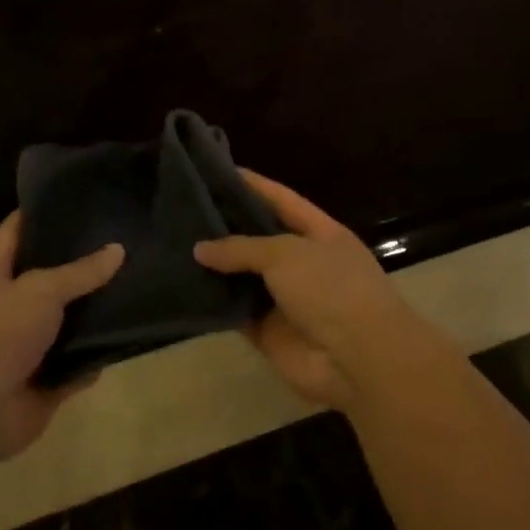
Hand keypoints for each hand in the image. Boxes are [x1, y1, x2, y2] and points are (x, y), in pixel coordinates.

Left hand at [0, 213, 123, 467]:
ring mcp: (29, 347)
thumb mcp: (40, 290)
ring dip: (96, 314)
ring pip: (69, 324)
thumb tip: (118, 250)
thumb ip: (80, 272)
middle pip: (49, 280)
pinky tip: (129, 339)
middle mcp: (11, 308)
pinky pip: (80, 366)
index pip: (13, 234)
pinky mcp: (47, 382)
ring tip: (137, 285)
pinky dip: (98, 358)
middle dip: (81, 265)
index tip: (71, 197)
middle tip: (123, 241)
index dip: (36, 214)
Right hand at [194, 171, 417, 410]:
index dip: (252, 185)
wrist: (358, 359)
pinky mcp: (269, 333)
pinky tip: (181, 289)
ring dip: (214, 268)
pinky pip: (236, 313)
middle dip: (225, 227)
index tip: (215, 170)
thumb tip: (201, 248)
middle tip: (180, 211)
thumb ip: (242, 247)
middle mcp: (304, 263)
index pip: (281, 200)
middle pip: (258, 239)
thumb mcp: (287, 254)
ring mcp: (286, 300)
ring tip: (171, 246)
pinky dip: (214, 305)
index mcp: (321, 234)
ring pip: (243, 278)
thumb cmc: (331, 290)